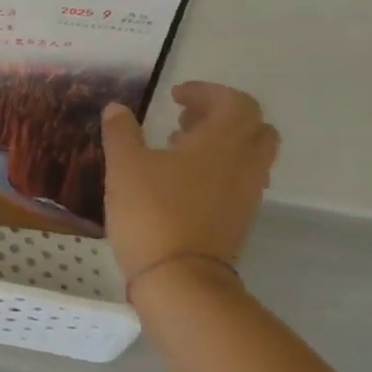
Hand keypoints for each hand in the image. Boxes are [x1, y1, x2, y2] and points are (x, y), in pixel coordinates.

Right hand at [99, 82, 279, 286]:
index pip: (236, 103)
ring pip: (248, 155)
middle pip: (254, 127)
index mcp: (222, 143)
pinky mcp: (237, 219)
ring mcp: (245, 195)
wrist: (180, 279)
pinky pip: (238, 179)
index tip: (174, 96)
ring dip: (219, 142)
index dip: (207, 92)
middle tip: (184, 118)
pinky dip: (216, 168)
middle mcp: (243, 165)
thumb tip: (117, 108)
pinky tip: (178, 178)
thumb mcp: (124, 165)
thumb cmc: (151, 212)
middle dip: (221, 115)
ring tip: (176, 146)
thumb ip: (121, 132)